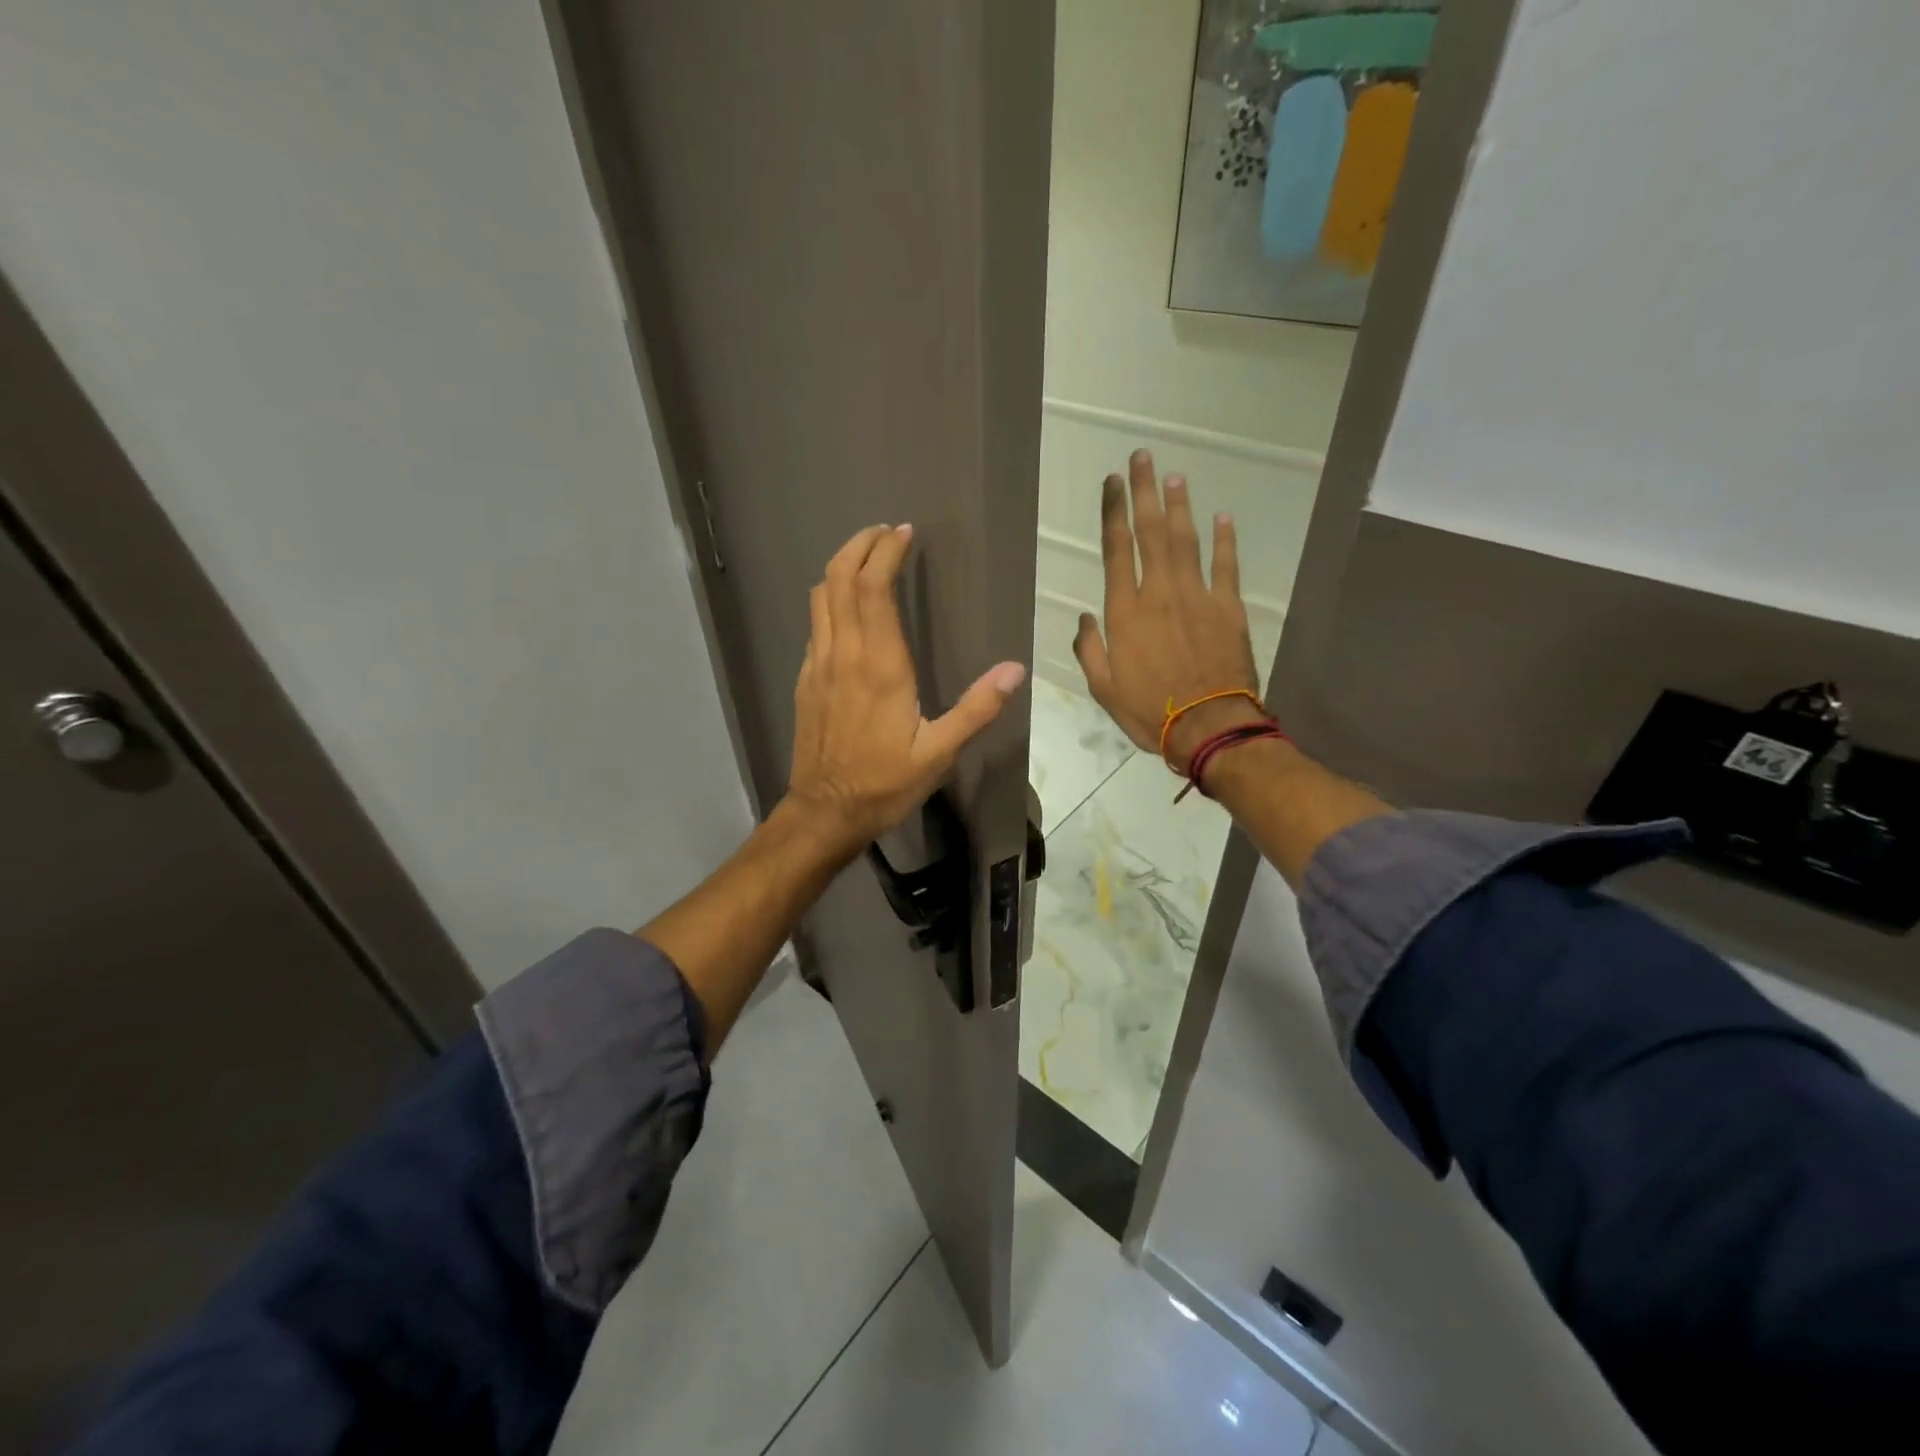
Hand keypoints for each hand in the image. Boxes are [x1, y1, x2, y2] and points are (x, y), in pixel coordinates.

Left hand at [786, 523, 1026, 855]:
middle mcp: (844, 653)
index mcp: (880, 664)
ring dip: (841, 567)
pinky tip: (848, 609)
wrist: (824, 812)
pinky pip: (815, 624)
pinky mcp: (806, 680)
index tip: (904, 533)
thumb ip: (977, 709)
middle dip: (860, 545)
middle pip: (840, 578)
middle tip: (884, 532)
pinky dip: (831, 600)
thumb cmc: (884, 784)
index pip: (874, 587)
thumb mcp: (939, 753)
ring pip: (821, 597)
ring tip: (866, 557)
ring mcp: (818, 665)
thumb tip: (1016, 669)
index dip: (886, 552)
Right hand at [1073, 450, 1263, 772]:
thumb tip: (1087, 618)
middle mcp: (1159, 592)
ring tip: (1174, 476)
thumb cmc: (1149, 710)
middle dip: (1144, 491)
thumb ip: (1090, 648)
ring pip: (1186, 540)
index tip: (1112, 481)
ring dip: (1179, 506)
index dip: (1113, 511)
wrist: (1208, 727)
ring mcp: (1197, 596)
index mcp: (1125, 611)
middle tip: (1142, 457)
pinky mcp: (1228, 608)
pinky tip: (1223, 516)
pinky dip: (1224, 540)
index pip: (1116, 548)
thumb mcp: (1103, 688)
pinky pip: (1226, 566)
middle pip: (1151, 531)